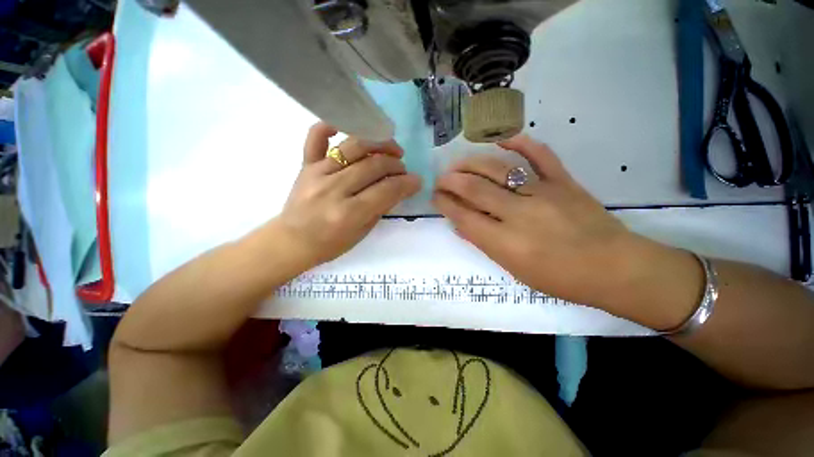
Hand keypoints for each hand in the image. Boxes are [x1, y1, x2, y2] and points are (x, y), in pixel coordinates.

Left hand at [276, 123, 421, 266]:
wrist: (292, 242)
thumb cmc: (330, 244)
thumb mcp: (362, 233)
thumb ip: (381, 207)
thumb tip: (399, 187)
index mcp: (349, 213)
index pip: (387, 190)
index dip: (407, 183)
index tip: (417, 180)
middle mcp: (334, 189)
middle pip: (374, 166)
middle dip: (396, 165)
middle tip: (403, 169)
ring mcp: (318, 173)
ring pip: (354, 147)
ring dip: (379, 144)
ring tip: (391, 149)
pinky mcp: (306, 165)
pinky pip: (316, 137)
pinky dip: (331, 126)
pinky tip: (347, 129)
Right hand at [433, 135, 672, 309]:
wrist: (613, 268)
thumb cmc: (559, 278)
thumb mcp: (514, 269)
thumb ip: (484, 243)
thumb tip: (460, 224)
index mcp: (505, 241)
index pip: (464, 215)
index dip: (445, 203)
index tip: (436, 196)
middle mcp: (519, 213)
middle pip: (475, 189)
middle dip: (451, 181)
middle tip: (441, 178)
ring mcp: (542, 193)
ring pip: (499, 169)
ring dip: (472, 163)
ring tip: (458, 163)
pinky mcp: (563, 182)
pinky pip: (540, 156)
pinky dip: (521, 144)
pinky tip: (503, 140)